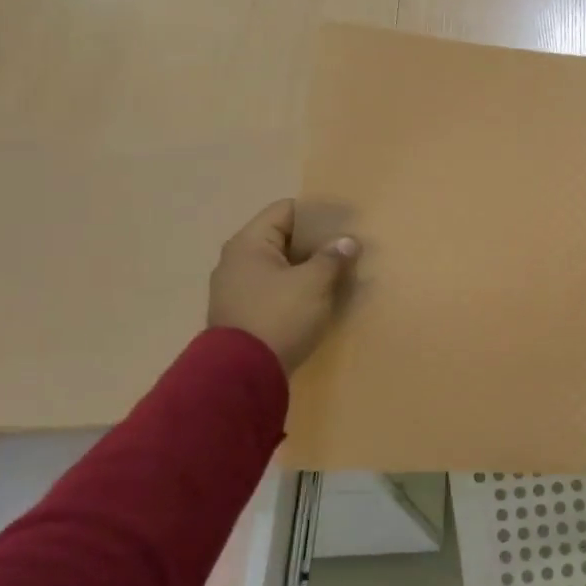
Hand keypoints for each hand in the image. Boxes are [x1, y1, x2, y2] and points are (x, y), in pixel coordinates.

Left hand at [208, 199, 358, 371]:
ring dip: (309, 268)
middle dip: (316, 243)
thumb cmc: (278, 316)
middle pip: (283, 238)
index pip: (286, 210)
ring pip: (282, 266)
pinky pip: (277, 290)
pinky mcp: (244, 314)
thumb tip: (347, 241)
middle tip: (347, 248)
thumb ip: (332, 257)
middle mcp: (237, 261)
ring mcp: (238, 289)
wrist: (242, 375)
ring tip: (340, 273)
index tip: (346, 221)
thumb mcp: (313, 283)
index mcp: (249, 243)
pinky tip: (321, 298)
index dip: (317, 213)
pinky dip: (298, 289)